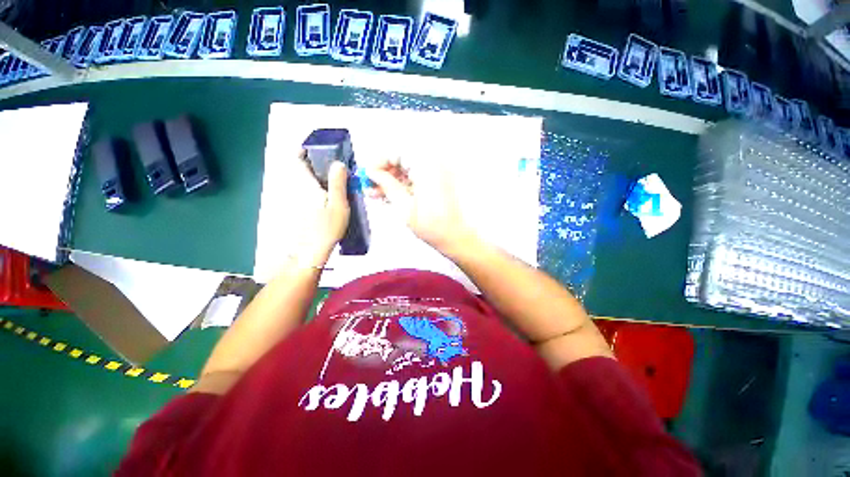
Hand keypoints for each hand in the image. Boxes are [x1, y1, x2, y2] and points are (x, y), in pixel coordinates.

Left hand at [295, 151, 349, 265]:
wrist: (311, 251)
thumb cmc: (326, 228)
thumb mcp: (338, 205)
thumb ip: (338, 183)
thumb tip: (339, 163)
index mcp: (306, 186)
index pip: (297, 160)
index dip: (302, 150)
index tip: (314, 147)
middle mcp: (297, 190)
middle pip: (300, 169)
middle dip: (313, 163)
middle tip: (331, 164)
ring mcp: (296, 200)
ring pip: (303, 181)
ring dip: (315, 176)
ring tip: (334, 179)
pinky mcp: (299, 209)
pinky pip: (306, 191)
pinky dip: (315, 188)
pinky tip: (328, 196)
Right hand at [367, 158, 475, 253]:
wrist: (455, 237)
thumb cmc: (434, 226)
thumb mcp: (404, 207)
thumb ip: (387, 185)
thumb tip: (372, 173)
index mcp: (428, 166)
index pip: (397, 151)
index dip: (379, 162)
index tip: (368, 174)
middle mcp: (434, 164)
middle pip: (402, 159)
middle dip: (384, 172)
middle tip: (370, 186)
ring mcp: (437, 172)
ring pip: (408, 168)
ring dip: (392, 179)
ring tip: (377, 194)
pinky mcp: (438, 181)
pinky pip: (416, 176)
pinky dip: (403, 184)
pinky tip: (390, 196)